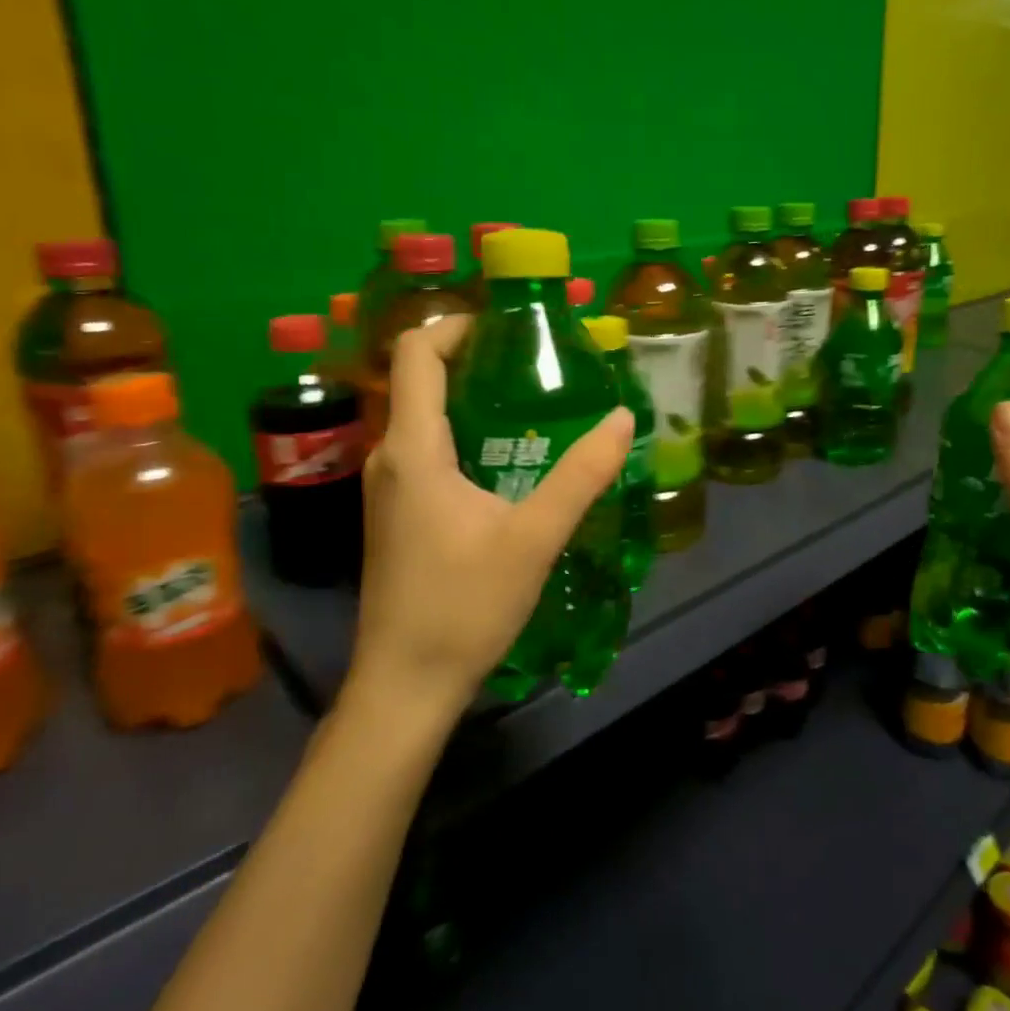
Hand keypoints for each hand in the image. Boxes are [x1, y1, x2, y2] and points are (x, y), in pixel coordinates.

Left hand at [341, 316, 632, 717]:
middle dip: (473, 360)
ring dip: (469, 400)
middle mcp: (389, 458)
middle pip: (420, 381)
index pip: (417, 354)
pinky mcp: (396, 515)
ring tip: (531, 406)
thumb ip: (581, 476)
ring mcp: (387, 490)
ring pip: (422, 419)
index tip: (506, 326)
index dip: (455, 325)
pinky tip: (507, 462)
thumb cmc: (463, 606)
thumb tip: (621, 418)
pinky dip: (461, 435)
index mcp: (413, 450)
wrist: (405, 685)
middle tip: (536, 364)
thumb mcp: (534, 538)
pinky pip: (425, 452)